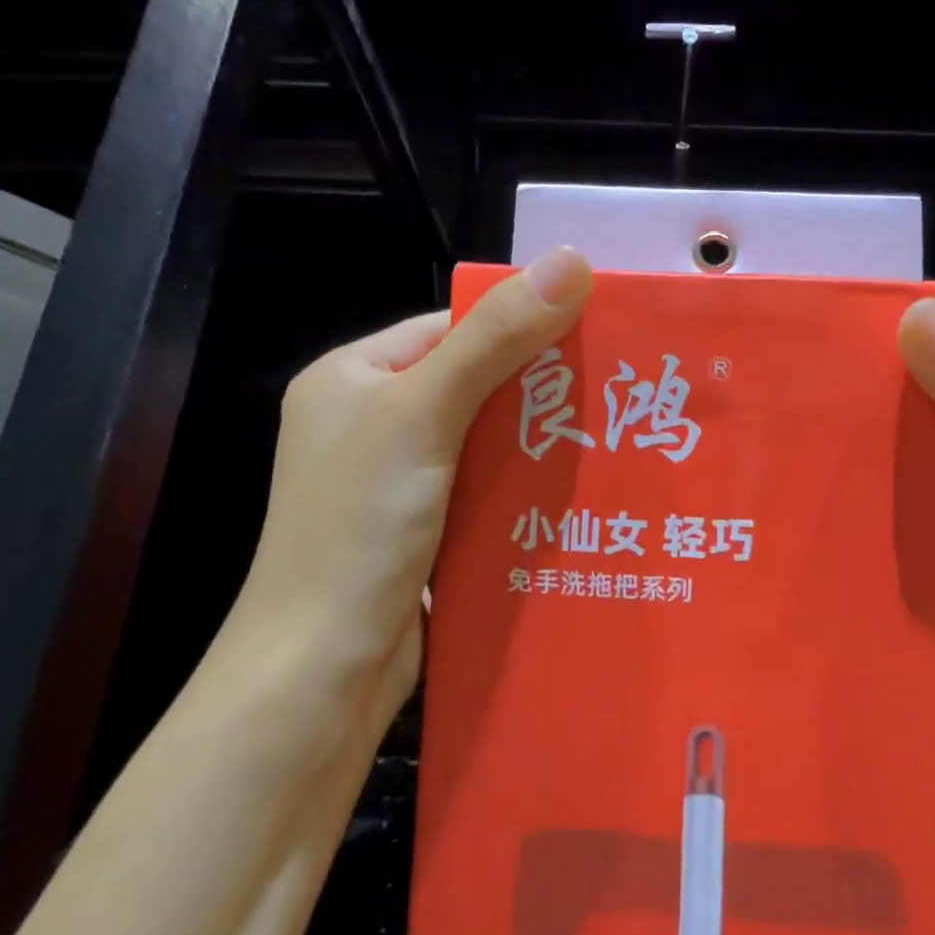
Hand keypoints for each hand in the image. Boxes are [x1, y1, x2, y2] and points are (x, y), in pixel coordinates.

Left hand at [215, 248, 593, 728]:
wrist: (319, 675)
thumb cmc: (359, 526)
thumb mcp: (425, 413)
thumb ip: (498, 337)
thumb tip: (572, 259)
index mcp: (354, 377)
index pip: (452, 327)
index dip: (520, 324)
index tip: (594, 332)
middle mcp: (370, 421)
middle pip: (473, 383)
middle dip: (538, 388)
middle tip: (616, 389)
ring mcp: (395, 480)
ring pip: (484, 440)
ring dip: (537, 441)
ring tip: (613, 435)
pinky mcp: (421, 528)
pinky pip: (482, 488)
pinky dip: (522, 486)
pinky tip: (575, 489)